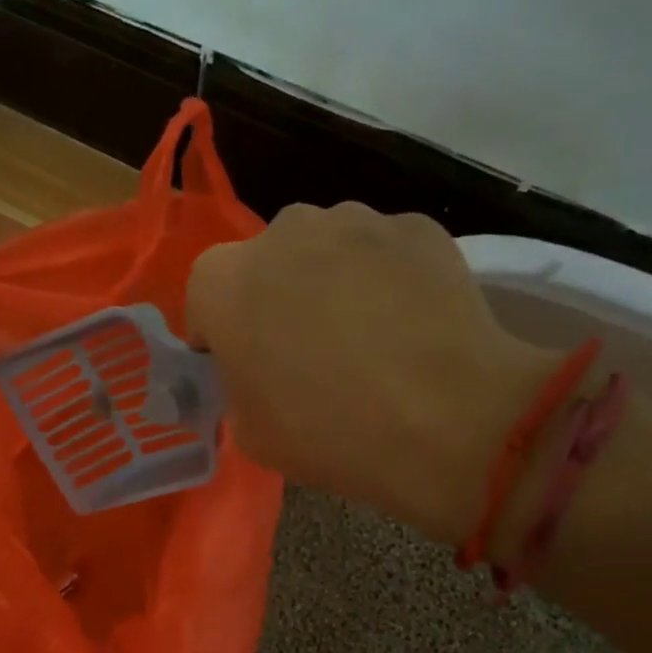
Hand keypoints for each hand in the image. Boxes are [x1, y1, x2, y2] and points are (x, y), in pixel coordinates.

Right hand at [187, 202, 553, 541]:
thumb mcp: (251, 432)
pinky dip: (386, 279)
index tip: (245, 367)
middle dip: (275, 298)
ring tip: (366, 336)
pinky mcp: (416, 227)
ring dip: (330, 282)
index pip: (205, 296)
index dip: (220, 333)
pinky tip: (408, 325)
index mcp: (224, 282)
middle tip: (306, 351)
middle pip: (266, 264)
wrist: (447, 420)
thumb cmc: (329, 432)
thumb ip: (237, 385)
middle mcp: (281, 232)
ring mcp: (354, 220)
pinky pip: (382, 252)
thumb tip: (256, 371)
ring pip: (325, 250)